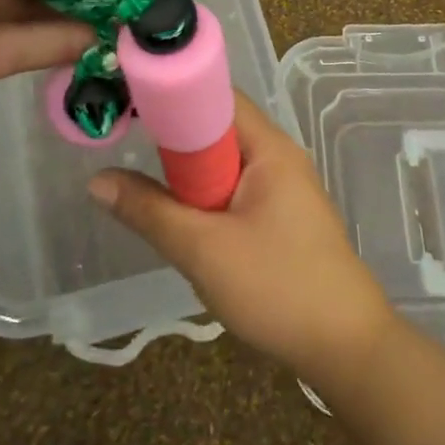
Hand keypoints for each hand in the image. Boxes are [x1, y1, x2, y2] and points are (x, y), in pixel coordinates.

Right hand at [87, 94, 397, 391]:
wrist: (347, 349)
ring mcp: (283, 191)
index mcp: (270, 148)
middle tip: (123, 151)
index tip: (124, 105)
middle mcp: (279, 158)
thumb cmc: (278, 287)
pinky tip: (182, 227)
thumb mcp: (203, 250)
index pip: (216, 96)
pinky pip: (234, 194)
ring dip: (187, 180)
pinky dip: (205, 203)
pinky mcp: (282, 220)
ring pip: (222, 167)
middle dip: (172, 143)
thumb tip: (97, 180)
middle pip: (217, 130)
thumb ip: (149, 211)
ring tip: (144, 194)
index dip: (171, 95)